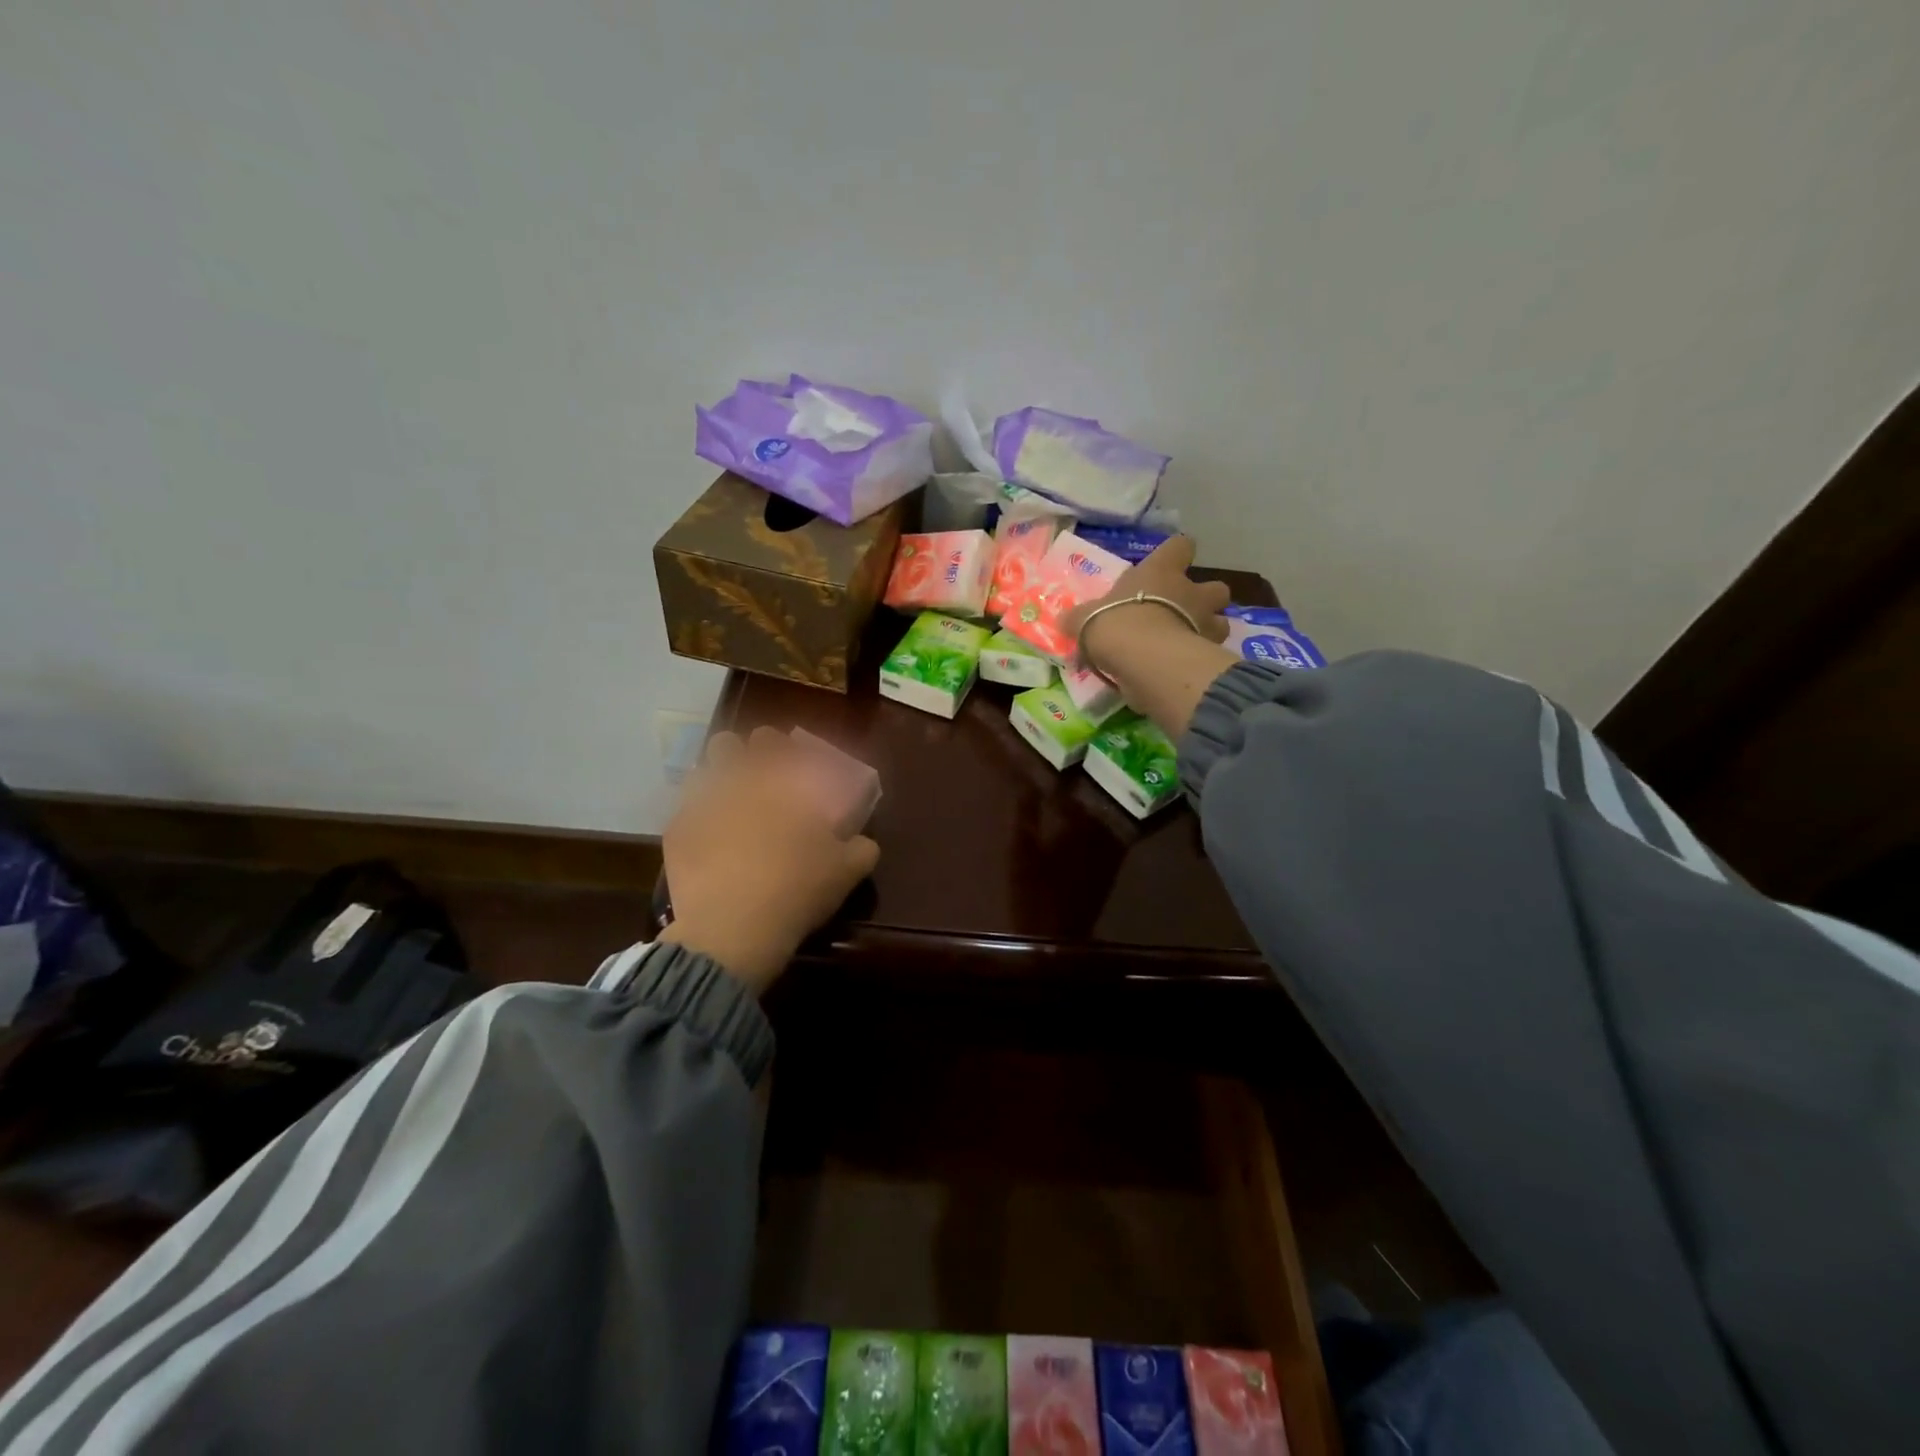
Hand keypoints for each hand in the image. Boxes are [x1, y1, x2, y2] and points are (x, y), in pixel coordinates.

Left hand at [660, 727, 879, 996]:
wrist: (733, 929)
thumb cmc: (796, 889)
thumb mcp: (847, 871)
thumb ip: (861, 847)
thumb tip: (862, 840)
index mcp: (780, 782)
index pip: (777, 742)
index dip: (784, 749)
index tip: (793, 766)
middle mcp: (737, 782)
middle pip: (729, 744)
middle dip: (743, 757)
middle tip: (760, 783)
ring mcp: (700, 805)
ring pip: (701, 772)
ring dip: (715, 782)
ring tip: (730, 807)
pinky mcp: (677, 833)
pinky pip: (684, 813)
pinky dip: (697, 821)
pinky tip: (709, 844)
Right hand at [1063, 536, 1230, 673]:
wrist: (1141, 656)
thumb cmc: (1114, 623)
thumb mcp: (1085, 618)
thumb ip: (1080, 617)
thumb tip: (1067, 619)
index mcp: (1161, 571)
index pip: (1180, 546)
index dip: (1177, 553)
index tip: (1169, 564)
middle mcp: (1190, 591)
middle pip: (1216, 586)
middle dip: (1206, 599)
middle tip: (1186, 613)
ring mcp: (1205, 622)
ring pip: (1222, 621)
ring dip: (1209, 630)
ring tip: (1189, 643)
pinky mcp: (1208, 653)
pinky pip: (1211, 652)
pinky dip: (1201, 658)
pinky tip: (1184, 668)